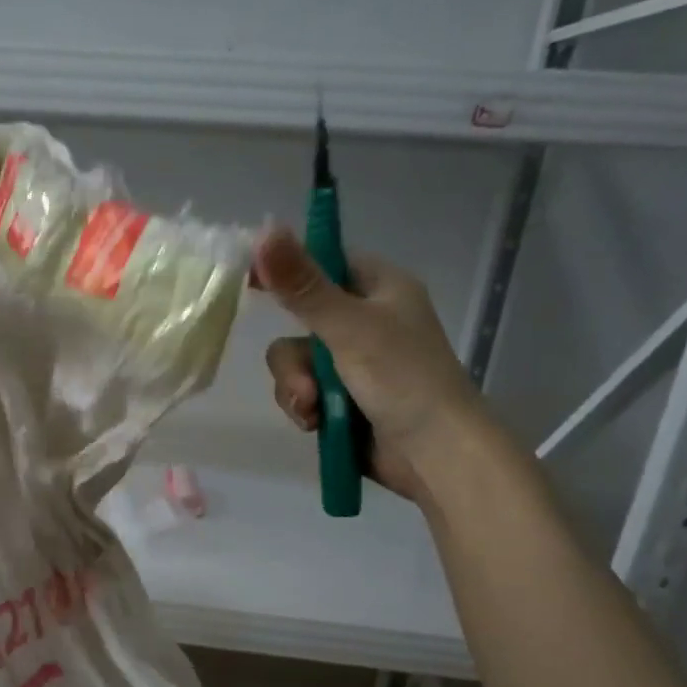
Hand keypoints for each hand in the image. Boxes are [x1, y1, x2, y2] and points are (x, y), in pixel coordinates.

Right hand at [254, 226, 484, 503]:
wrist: (435, 455)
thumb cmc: (403, 378)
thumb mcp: (348, 327)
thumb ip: (302, 286)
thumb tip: (264, 231)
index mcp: (379, 288)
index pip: (324, 261)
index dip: (288, 268)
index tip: (251, 281)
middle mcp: (365, 320)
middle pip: (300, 321)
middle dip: (294, 360)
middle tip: (305, 384)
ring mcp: (353, 362)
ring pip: (296, 362)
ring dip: (297, 388)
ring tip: (314, 411)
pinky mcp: (343, 398)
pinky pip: (303, 391)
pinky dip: (305, 407)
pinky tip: (315, 425)